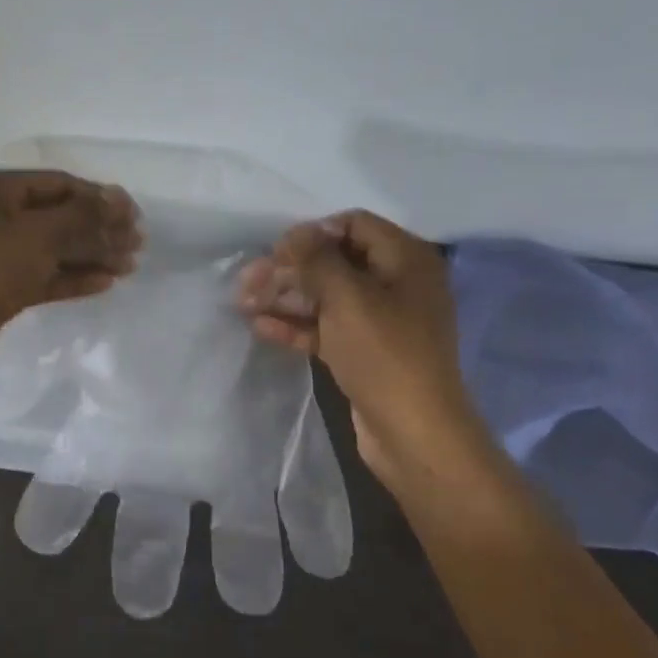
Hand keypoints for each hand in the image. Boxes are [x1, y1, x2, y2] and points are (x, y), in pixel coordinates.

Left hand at [0, 170, 140, 364]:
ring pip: (54, 249)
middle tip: (137, 243)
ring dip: (92, 254)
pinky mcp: (2, 288)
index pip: (59, 184)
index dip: (98, 197)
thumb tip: (120, 198)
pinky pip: (44, 275)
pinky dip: (74, 277)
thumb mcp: (40, 235)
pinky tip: (105, 283)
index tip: (133, 215)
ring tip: (129, 265)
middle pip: (59, 217)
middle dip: (99, 229)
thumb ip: (84, 215)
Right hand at [236, 211, 496, 490]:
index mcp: (406, 260)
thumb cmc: (384, 354)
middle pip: (335, 262)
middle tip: (248, 279)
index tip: (278, 251)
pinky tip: (260, 326)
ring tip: (243, 302)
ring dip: (285, 297)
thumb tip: (296, 233)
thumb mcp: (348, 298)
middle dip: (290, 269)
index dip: (314, 233)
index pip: (354, 224)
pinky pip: (326, 328)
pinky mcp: (364, 351)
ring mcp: (380, 321)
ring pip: (326, 297)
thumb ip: (317, 259)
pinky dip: (296, 325)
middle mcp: (397, 284)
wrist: (414, 433)